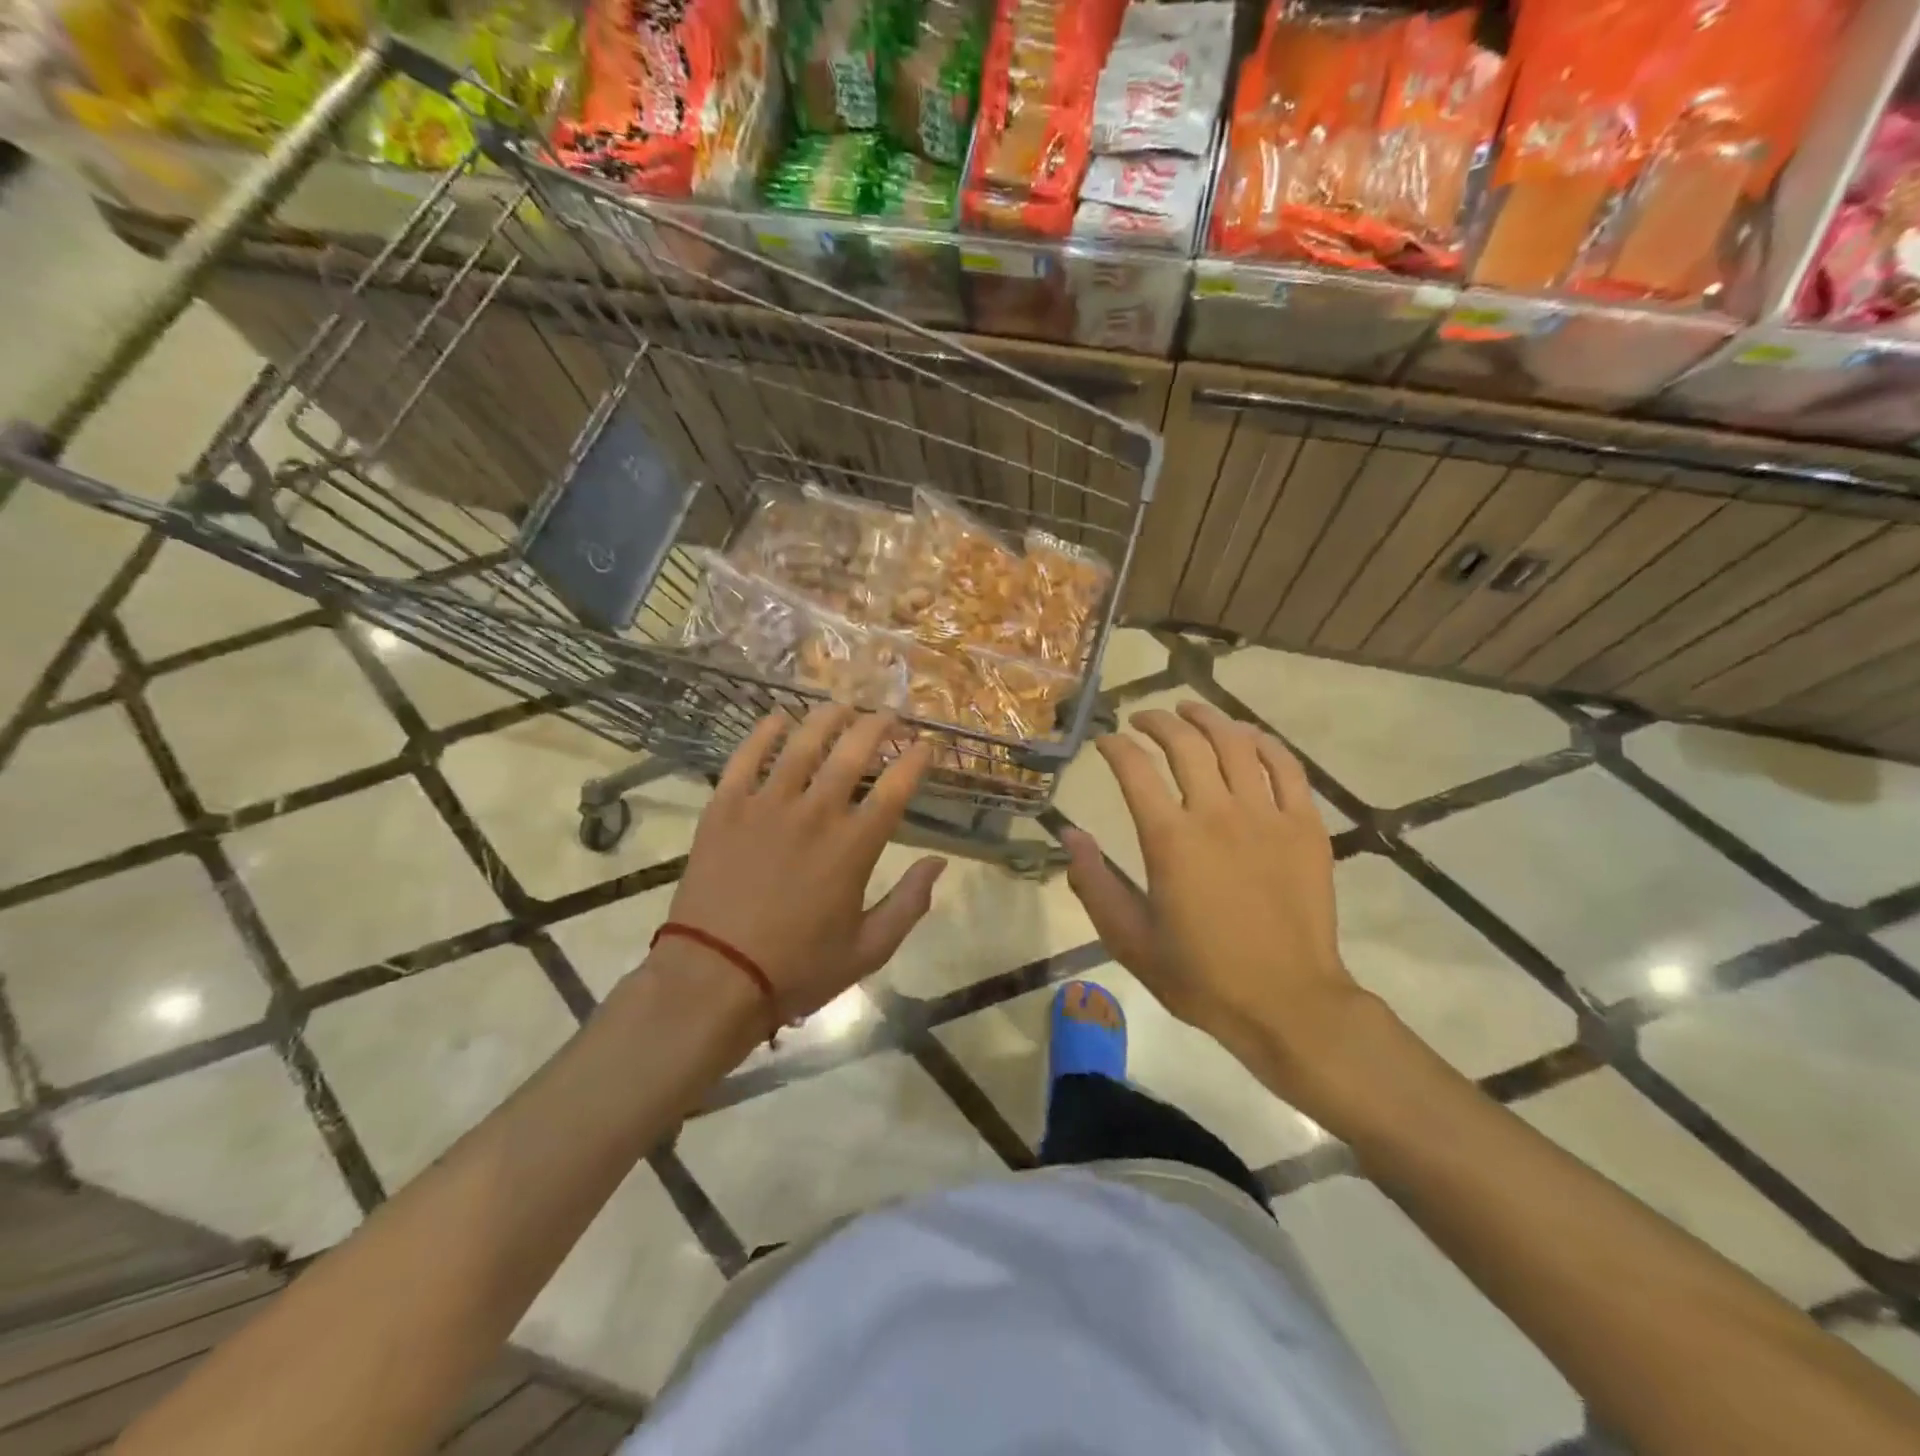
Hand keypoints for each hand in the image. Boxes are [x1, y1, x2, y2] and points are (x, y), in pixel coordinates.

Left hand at [665, 705, 945, 1030]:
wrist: (713, 977)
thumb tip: (939, 863)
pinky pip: (745, 756)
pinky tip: (777, 717)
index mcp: (853, 846)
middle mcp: (814, 813)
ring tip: (841, 705)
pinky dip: (763, 732)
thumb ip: (909, 903)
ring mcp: (765, 805)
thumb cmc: (797, 968)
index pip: (895, 787)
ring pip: (802, 743)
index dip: (916, 760)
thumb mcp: (868, 950)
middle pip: (852, 751)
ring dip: (827, 717)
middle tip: (888, 713)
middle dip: (877, 725)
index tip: (926, 745)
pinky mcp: (725, 807)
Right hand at [1063, 701, 1372, 1093]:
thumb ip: (1094, 883)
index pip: (1134, 769)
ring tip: (1190, 710)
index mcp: (1170, 840)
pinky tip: (1249, 736)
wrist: (1287, 1002)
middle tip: (1143, 718)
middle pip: (1185, 743)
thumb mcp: (1129, 939)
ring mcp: (1267, 816)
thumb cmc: (1201, 975)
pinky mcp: (1305, 826)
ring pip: (1236, 744)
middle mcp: (1217, 814)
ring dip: (1208, 719)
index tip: (1106, 740)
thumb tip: (1070, 834)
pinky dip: (1264, 743)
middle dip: (1158, 721)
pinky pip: (1286, 767)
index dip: (1115, 746)